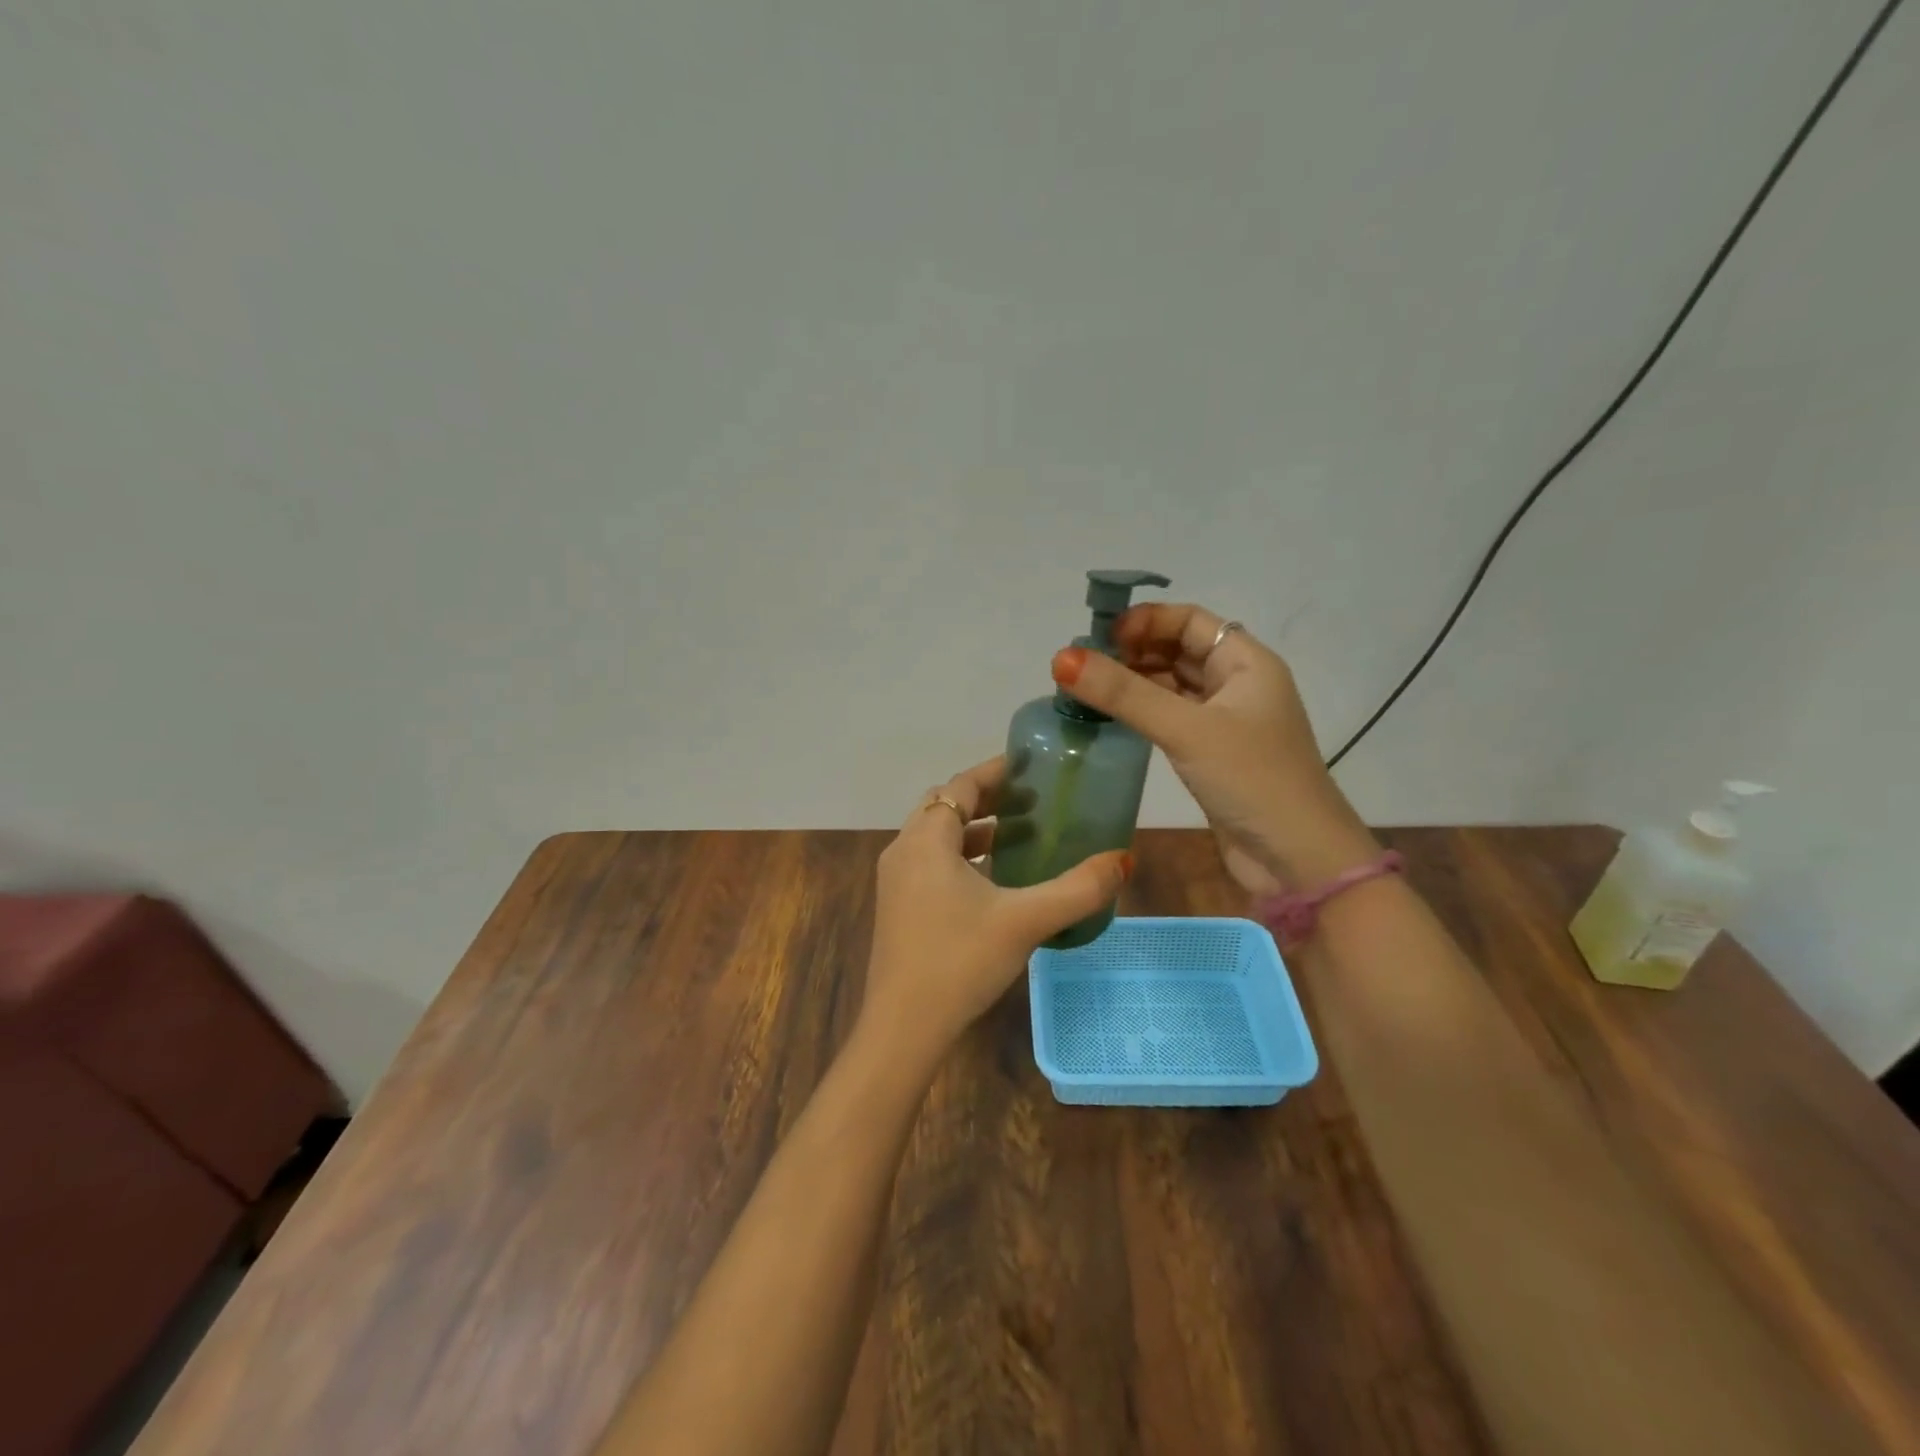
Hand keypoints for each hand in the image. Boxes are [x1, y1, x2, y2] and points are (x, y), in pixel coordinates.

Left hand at [861, 756, 1130, 1067]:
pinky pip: (930, 863)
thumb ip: (1077, 889)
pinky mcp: (897, 907)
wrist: (903, 1027)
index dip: (995, 771)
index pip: (960, 786)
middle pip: (944, 806)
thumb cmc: (960, 961)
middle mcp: (903, 851)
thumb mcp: (1025, 921)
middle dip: (985, 798)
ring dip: (973, 829)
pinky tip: (992, 880)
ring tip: (1018, 835)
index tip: (1030, 766)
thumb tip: (1123, 860)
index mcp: (926, 840)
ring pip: (936, 837)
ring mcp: (895, 881)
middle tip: (1029, 800)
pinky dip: (960, 856)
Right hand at [1051, 604, 1376, 893]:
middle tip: (1083, 665)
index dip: (1146, 620)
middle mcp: (1238, 684)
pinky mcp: (1212, 755)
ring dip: (1133, 682)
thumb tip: (1061, 658)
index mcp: (1246, 663)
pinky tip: (1110, 718)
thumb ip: (1124, 694)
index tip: (1100, 637)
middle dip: (1133, 651)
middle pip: (1178, 650)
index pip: (1190, 621)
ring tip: (1085, 688)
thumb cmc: (1252, 780)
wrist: (1298, 861)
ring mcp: (1225, 722)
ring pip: (1172, 686)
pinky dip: (1142, 713)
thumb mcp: (1187, 730)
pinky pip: (1171, 718)